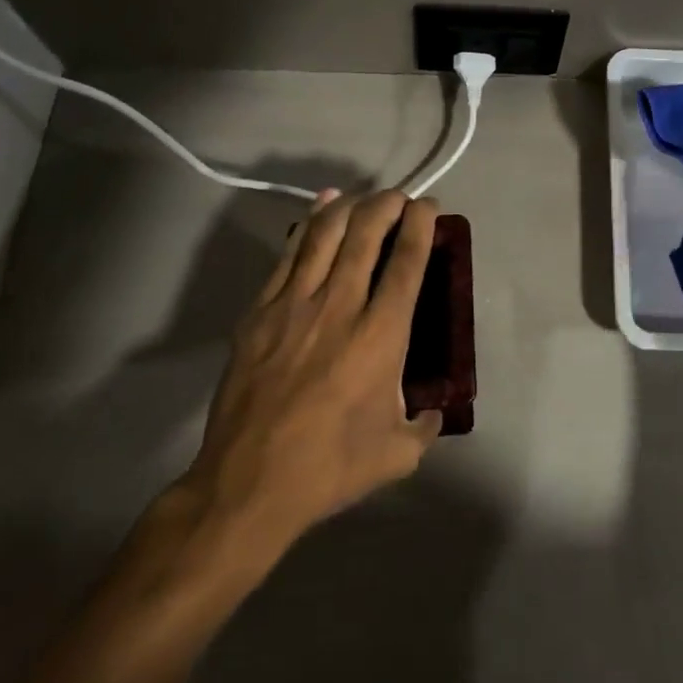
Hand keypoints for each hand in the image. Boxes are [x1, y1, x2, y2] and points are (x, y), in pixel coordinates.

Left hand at [177, 189, 442, 552]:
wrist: (248, 485)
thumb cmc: (329, 468)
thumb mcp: (396, 454)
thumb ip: (424, 427)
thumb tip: (434, 412)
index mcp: (381, 335)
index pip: (408, 261)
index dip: (421, 224)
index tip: (429, 206)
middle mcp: (341, 306)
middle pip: (366, 232)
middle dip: (387, 203)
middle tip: (398, 198)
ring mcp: (294, 304)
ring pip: (325, 233)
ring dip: (349, 206)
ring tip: (364, 197)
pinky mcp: (260, 311)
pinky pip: (288, 254)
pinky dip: (308, 224)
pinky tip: (320, 208)